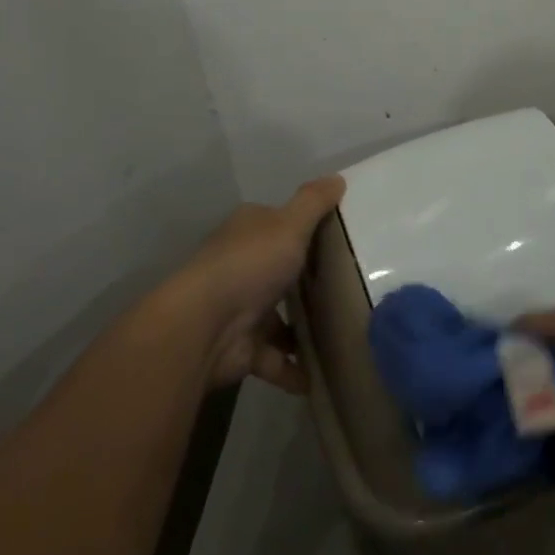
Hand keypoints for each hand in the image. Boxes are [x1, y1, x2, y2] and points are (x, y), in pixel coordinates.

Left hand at [165, 177, 343, 394]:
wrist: (203, 327)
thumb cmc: (249, 265)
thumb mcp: (289, 224)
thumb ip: (314, 202)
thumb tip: (338, 177)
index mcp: (247, 233)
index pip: (279, 224)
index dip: (306, 229)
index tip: (341, 240)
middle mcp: (241, 267)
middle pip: (280, 272)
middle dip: (308, 283)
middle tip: (351, 288)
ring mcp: (240, 310)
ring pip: (279, 319)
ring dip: (304, 330)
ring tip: (345, 333)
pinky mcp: (242, 350)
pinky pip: (276, 360)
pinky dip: (296, 370)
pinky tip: (323, 376)